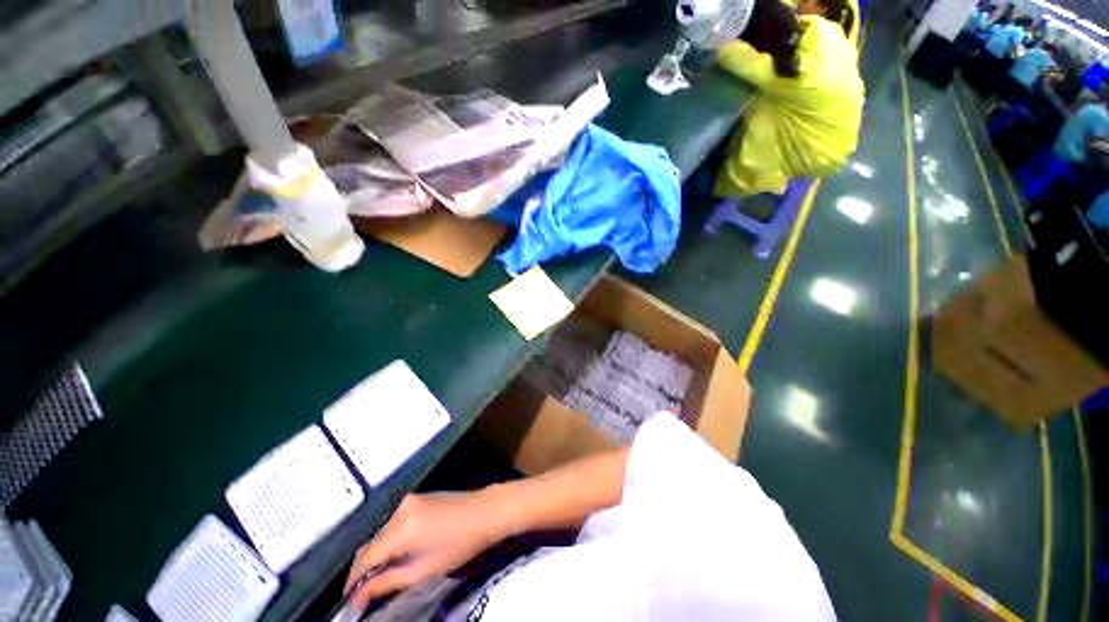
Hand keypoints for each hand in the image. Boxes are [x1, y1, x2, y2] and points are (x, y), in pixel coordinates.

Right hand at [345, 492, 508, 607]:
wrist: (485, 511)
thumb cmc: (459, 544)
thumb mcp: (424, 569)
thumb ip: (388, 582)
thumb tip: (358, 597)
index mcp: (401, 528)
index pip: (365, 557)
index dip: (353, 582)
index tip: (349, 602)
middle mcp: (399, 509)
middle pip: (370, 543)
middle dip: (363, 569)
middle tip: (363, 594)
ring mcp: (408, 500)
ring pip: (380, 532)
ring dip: (376, 554)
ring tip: (378, 577)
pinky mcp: (417, 497)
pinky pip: (393, 522)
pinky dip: (389, 540)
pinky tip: (395, 554)